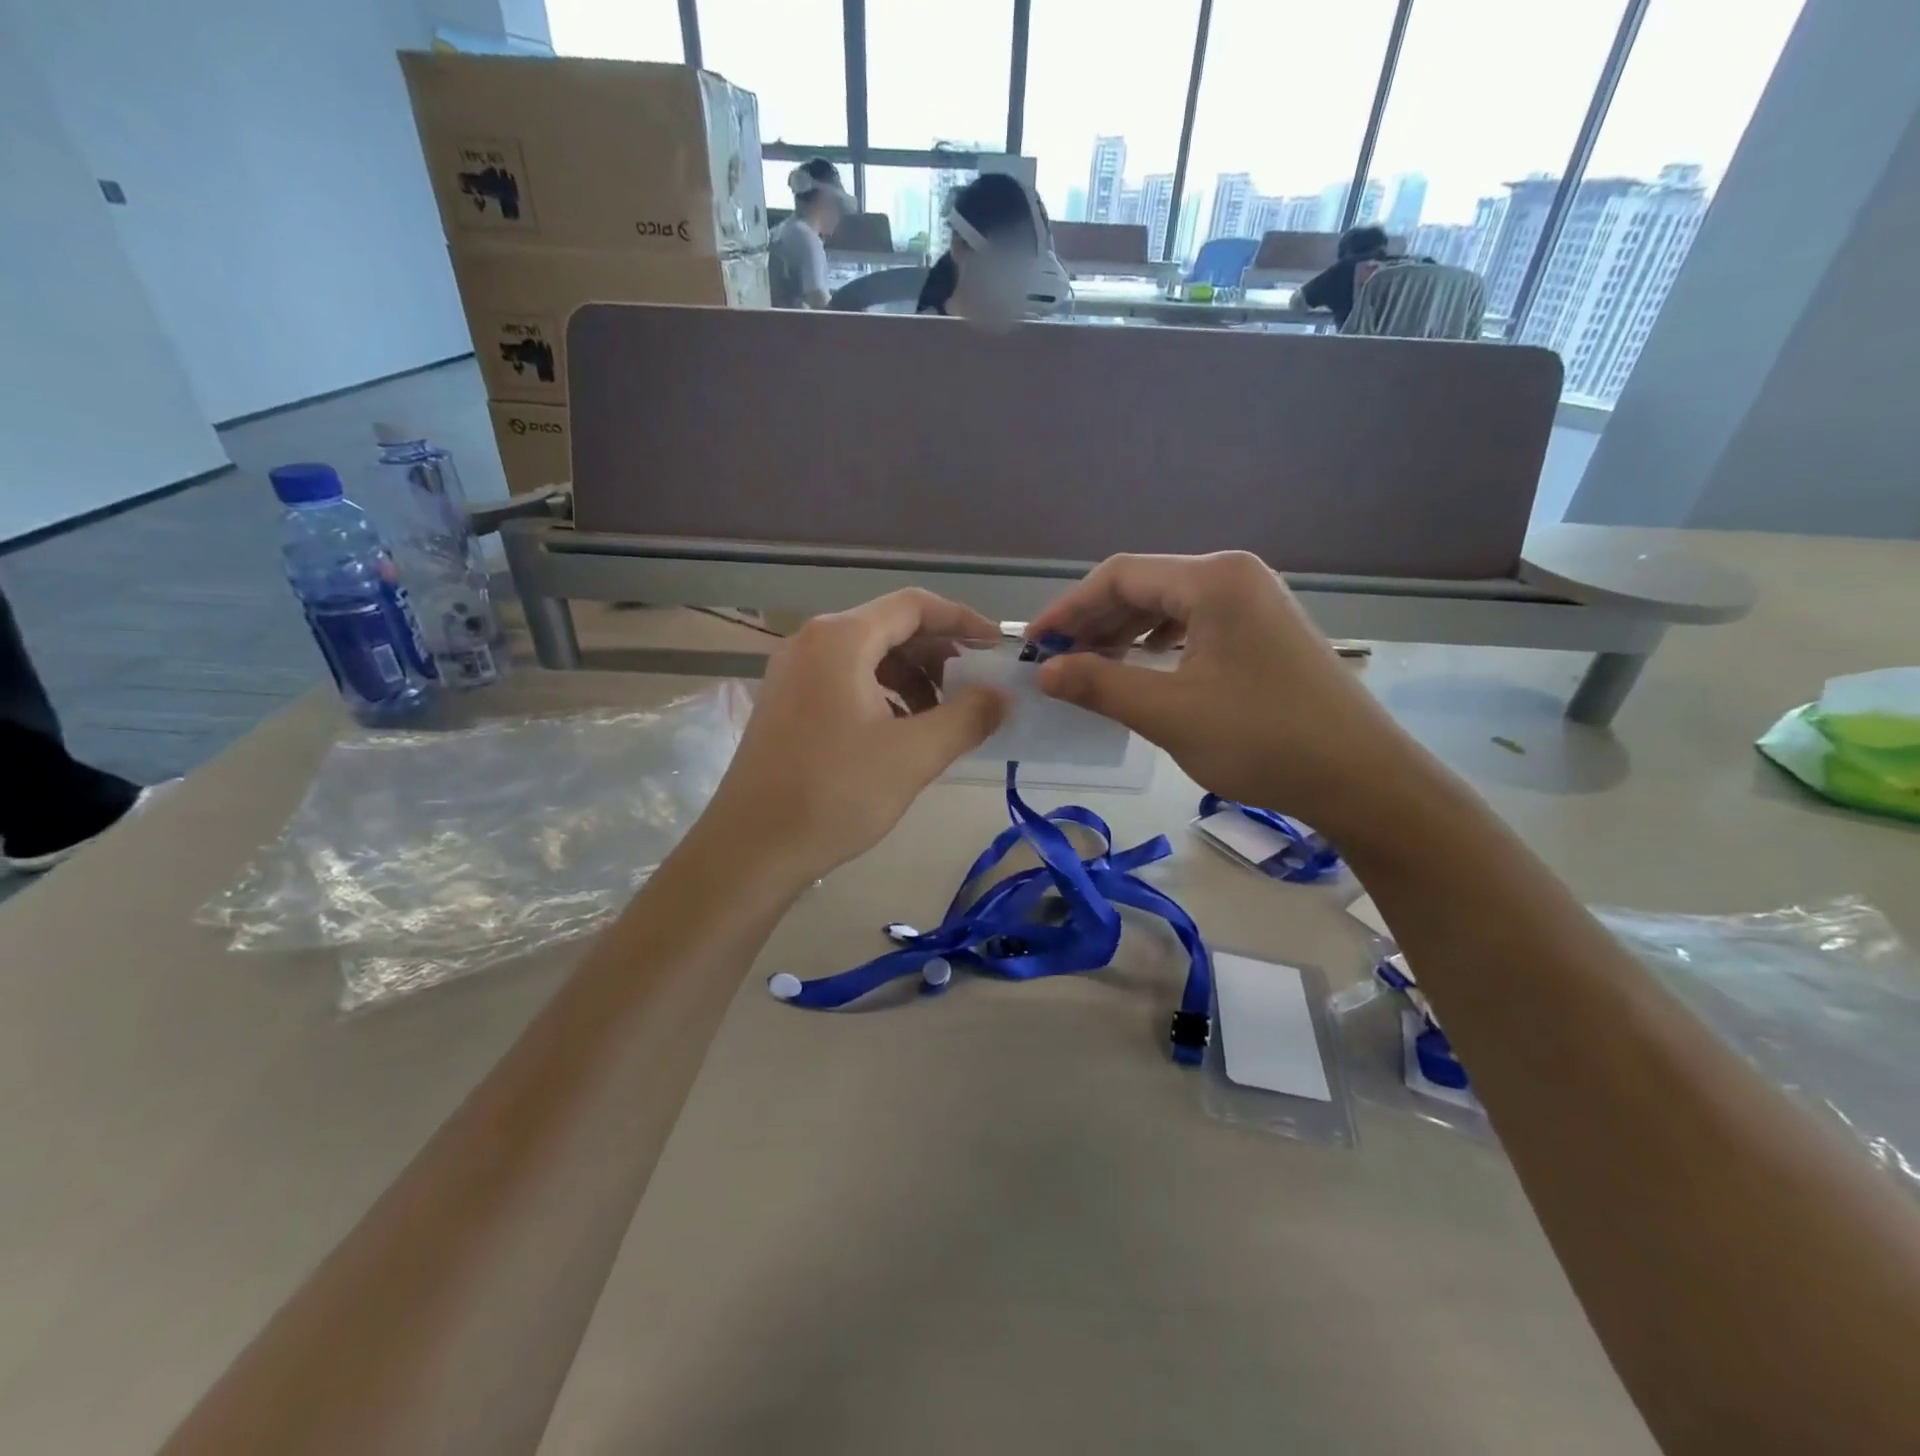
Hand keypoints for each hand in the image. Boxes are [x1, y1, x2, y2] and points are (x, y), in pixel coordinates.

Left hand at [700, 590, 1007, 886]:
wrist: (751, 848)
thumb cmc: (835, 794)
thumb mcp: (914, 755)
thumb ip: (967, 716)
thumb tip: (1002, 696)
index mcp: (841, 639)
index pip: (914, 606)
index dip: (962, 620)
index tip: (995, 645)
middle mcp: (811, 642)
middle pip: (889, 627)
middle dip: (938, 653)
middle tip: (974, 686)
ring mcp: (792, 672)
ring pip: (868, 656)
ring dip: (912, 677)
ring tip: (941, 716)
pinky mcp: (786, 702)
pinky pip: (845, 680)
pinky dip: (882, 694)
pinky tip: (900, 731)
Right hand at [1028, 552, 1408, 833]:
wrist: (1362, 777)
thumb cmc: (1263, 741)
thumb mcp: (1169, 714)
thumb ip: (1101, 685)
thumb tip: (1046, 672)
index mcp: (1213, 580)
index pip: (1119, 576)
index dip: (1068, 608)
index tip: (1034, 645)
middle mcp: (1234, 575)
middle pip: (1144, 585)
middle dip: (1093, 621)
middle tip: (1055, 660)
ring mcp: (1255, 600)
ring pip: (1168, 605)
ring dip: (1123, 632)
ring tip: (1089, 666)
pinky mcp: (1264, 628)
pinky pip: (1195, 623)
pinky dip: (1157, 643)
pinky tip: (1141, 667)